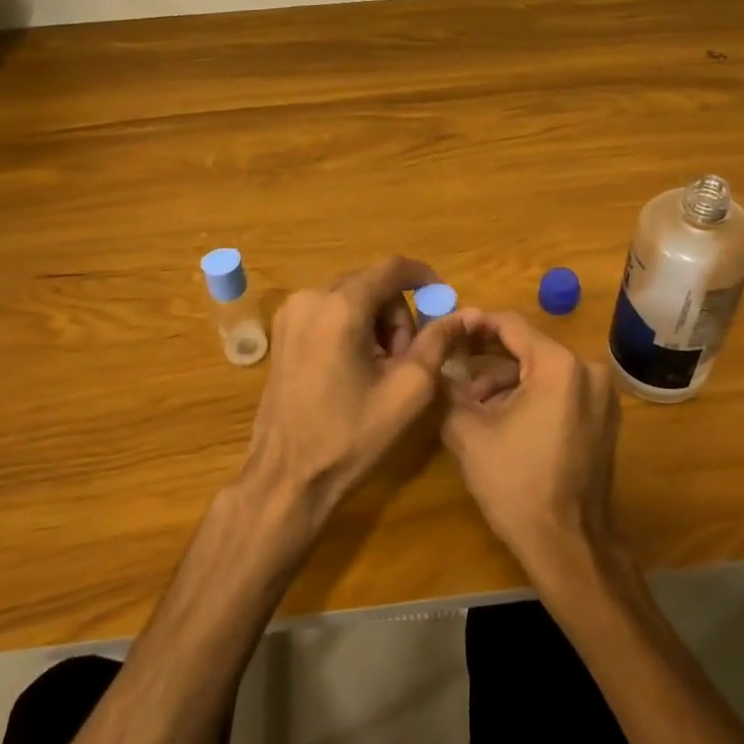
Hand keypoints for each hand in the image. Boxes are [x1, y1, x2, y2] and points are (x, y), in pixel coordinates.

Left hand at [241, 257, 464, 526]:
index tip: (443, 299)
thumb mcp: (407, 390)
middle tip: (407, 358)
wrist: (286, 475)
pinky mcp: (281, 331)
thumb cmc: (349, 435)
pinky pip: (328, 311)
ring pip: (350, 296)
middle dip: (398, 313)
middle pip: (371, 283)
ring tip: (382, 368)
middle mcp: (310, 297)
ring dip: (375, 321)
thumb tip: (462, 314)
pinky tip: (356, 366)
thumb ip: (438, 342)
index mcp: (341, 307)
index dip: (424, 277)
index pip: (392, 268)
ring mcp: (290, 313)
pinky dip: (351, 326)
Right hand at [440, 310, 622, 581]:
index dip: (474, 325)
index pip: (510, 325)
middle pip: (528, 346)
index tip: (447, 333)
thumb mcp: (468, 432)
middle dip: (487, 356)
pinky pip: (560, 389)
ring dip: (506, 380)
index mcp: (558, 365)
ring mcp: (602, 394)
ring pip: (543, 369)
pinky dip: (530, 395)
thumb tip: (433, 363)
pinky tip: (502, 419)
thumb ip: (447, 388)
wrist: (569, 545)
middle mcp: (588, 370)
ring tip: (472, 403)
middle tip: (452, 364)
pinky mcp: (604, 417)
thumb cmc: (516, 485)